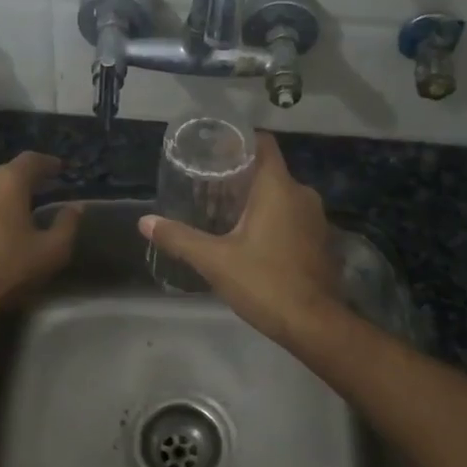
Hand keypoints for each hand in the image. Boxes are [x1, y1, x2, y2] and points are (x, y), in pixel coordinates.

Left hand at [0, 152, 79, 320]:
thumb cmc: (5, 271)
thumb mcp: (51, 253)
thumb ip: (67, 225)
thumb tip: (75, 207)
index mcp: (7, 181)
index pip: (32, 160)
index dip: (48, 163)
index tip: (59, 170)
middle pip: (4, 172)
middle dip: (21, 181)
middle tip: (35, 195)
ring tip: (7, 214)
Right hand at [139, 133, 338, 345]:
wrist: (313, 324)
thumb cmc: (264, 282)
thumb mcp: (214, 261)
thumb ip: (179, 238)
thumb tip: (145, 222)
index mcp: (278, 188)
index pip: (263, 144)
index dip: (239, 141)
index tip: (214, 150)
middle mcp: (302, 194)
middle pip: (269, 171)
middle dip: (241, 176)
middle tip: (208, 185)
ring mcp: (317, 219)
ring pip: (283, 196)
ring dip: (257, 201)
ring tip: (225, 212)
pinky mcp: (321, 241)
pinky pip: (294, 218)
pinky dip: (273, 220)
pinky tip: (252, 238)